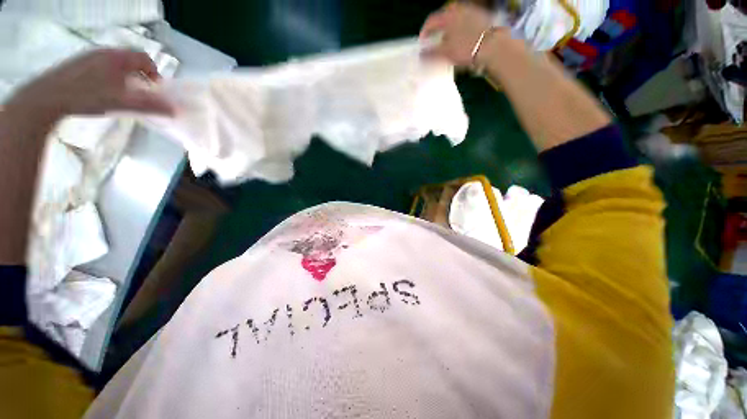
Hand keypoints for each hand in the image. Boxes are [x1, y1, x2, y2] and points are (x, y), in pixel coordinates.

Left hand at [4, 49, 173, 122]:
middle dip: (139, 74)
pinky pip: (100, 65)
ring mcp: (89, 56)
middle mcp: (105, 52)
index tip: (155, 88)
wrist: (48, 98)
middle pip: (130, 59)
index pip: (144, 58)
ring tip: (120, 92)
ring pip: (115, 62)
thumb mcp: (122, 103)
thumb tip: (175, 110)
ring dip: (124, 75)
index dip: (154, 72)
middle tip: (139, 91)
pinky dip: (108, 75)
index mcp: (119, 58)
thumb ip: (150, 106)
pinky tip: (101, 90)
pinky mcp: (77, 63)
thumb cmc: (89, 97)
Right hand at [419, 3, 493, 66]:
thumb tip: (421, 55)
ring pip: (455, 20)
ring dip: (449, 31)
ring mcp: (471, 11)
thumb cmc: (466, 48)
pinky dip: (460, 31)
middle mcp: (459, 9)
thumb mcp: (445, 54)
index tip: (422, 42)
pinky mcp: (481, 17)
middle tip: (435, 42)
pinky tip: (462, 41)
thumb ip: (431, 54)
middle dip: (437, 31)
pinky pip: (465, 22)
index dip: (424, 32)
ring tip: (448, 44)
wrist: (493, 46)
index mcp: (447, 16)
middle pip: (443, 19)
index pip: (431, 21)